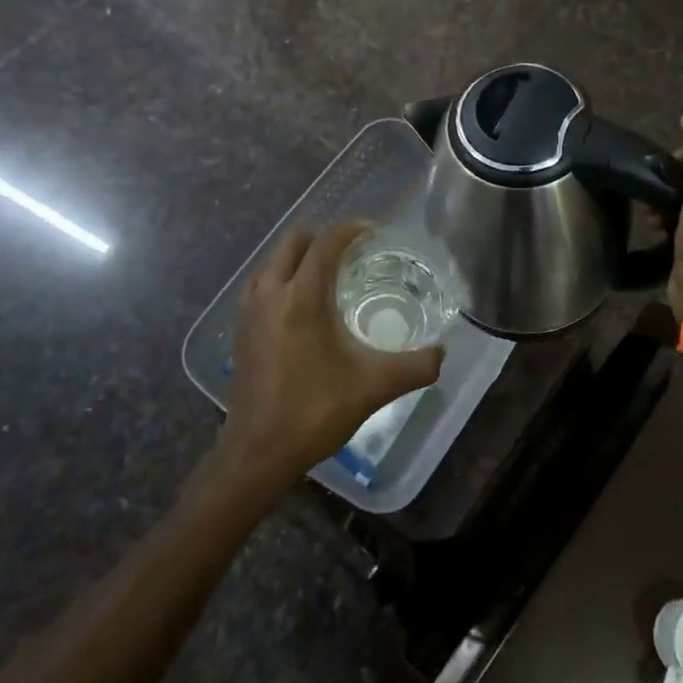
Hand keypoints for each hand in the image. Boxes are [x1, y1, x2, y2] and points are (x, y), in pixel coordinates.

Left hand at [218, 220, 443, 491]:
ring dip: (300, 256)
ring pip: (273, 261)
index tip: (375, 231)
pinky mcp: (240, 329)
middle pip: (294, 242)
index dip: (351, 229)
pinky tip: (301, 304)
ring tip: (328, 273)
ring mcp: (249, 311)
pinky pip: (262, 284)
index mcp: (302, 298)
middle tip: (354, 252)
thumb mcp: (374, 387)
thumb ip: (416, 366)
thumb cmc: (315, 412)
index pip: (326, 243)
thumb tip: (443, 352)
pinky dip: (283, 278)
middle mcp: (271, 293)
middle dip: (324, 237)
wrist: (257, 453)